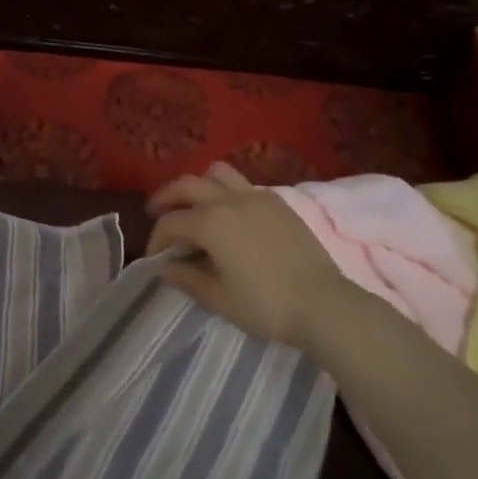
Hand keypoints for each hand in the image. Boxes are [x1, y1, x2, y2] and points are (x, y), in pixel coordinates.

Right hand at [145, 162, 354, 351]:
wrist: (323, 304)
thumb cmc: (266, 305)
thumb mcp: (219, 298)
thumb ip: (187, 279)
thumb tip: (165, 268)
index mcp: (211, 222)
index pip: (171, 223)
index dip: (156, 240)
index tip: (154, 259)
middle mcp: (230, 200)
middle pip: (188, 185)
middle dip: (167, 197)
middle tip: (157, 212)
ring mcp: (257, 196)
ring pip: (217, 173)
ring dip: (198, 185)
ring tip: (193, 205)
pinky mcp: (278, 203)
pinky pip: (243, 184)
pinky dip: (226, 191)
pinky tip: (229, 216)